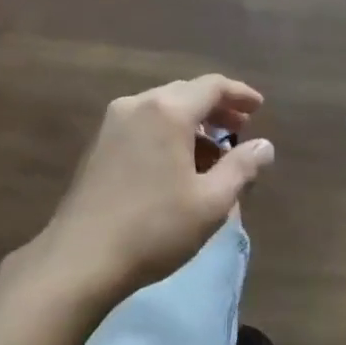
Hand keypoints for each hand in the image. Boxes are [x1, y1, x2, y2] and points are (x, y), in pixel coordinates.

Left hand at [41, 74, 272, 302]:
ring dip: (192, 123)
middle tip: (241, 131)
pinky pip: (144, 124)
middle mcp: (138, 104)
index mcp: (168, 110)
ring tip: (213, 154)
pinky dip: (168, 133)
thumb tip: (264, 146)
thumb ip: (242, 167)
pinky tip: (178, 164)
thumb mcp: (211, 202)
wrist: (80, 258)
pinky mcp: (99, 144)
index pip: (212, 86)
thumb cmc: (154, 228)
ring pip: (163, 109)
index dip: (239, 94)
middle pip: (186, 93)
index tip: (260, 108)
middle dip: (216, 109)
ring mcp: (113, 122)